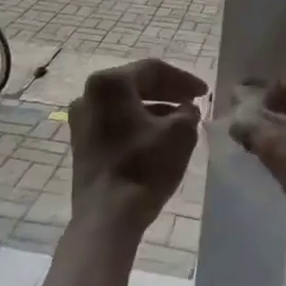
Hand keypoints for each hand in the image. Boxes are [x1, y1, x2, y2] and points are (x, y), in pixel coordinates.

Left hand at [67, 58, 207, 236]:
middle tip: (193, 102)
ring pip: (124, 104)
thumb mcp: (181, 133)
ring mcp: (80, 119)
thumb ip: (188, 112)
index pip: (153, 69)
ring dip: (154, 108)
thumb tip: (185, 109)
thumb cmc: (144, 167)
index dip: (183, 79)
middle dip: (168, 91)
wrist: (107, 216)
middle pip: (135, 83)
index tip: (204, 92)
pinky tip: (157, 137)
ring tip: (180, 121)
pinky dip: (137, 123)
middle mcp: (89, 94)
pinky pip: (114, 121)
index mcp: (110, 83)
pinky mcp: (81, 143)